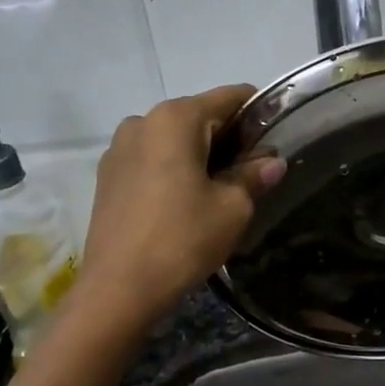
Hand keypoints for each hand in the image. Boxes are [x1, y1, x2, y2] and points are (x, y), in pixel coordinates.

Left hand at [76, 85, 285, 327]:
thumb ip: (254, 175)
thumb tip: (272, 161)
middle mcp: (143, 121)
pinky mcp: (108, 175)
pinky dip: (175, 169)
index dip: (259, 113)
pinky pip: (153, 159)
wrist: (119, 288)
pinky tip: (186, 203)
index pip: (230, 97)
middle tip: (253, 173)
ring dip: (201, 156)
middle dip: (230, 138)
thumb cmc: (183, 239)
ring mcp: (119, 147)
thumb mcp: (232, 208)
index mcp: (176, 118)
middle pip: (200, 116)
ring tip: (219, 192)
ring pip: (174, 139)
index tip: (276, 140)